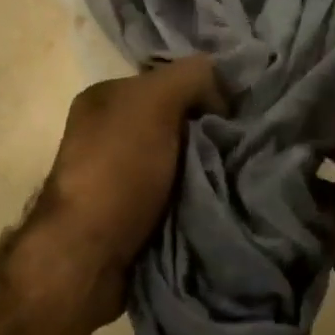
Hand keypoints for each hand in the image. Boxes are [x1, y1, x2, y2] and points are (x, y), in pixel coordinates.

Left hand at [35, 56, 224, 279]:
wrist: (88, 257)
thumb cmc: (117, 170)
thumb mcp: (154, 103)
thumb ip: (190, 77)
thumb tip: (221, 90)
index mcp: (105, 98)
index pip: (169, 81)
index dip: (205, 91)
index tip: (238, 112)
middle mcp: (109, 133)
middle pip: (177, 122)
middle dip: (209, 133)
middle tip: (247, 146)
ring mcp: (118, 177)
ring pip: (180, 161)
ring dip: (207, 171)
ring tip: (241, 177)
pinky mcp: (131, 215)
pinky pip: (177, 195)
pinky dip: (197, 199)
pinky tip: (220, 201)